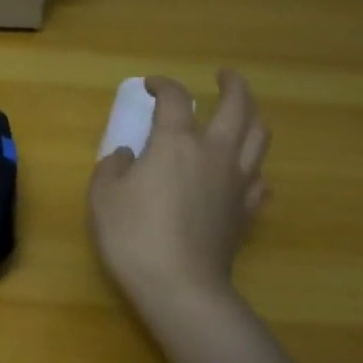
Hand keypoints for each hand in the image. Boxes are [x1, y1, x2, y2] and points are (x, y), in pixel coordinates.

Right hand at [89, 71, 269, 313]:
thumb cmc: (133, 235)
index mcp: (176, 142)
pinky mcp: (247, 211)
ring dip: (252, 116)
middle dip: (232, 85)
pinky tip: (243, 171)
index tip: (150, 86)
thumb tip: (126, 155)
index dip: (163, 85)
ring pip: (258, 137)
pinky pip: (259, 178)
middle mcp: (214, 153)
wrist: (179, 285)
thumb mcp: (103, 196)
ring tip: (242, 113)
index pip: (175, 99)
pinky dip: (252, 166)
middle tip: (224, 76)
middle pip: (238, 106)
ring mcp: (237, 182)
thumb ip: (112, 166)